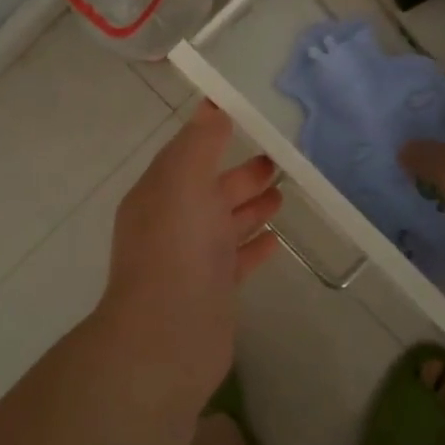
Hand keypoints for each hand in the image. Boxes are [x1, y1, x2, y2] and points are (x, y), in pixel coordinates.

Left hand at [98, 101, 282, 397]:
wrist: (167, 338)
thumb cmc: (176, 249)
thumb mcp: (184, 181)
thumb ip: (200, 143)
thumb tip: (212, 106)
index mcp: (159, 192)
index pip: (187, 153)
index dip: (214, 134)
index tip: (248, 117)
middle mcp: (172, 221)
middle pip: (210, 188)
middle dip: (241, 173)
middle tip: (279, 159)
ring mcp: (192, 258)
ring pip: (225, 222)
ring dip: (251, 206)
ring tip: (284, 192)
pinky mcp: (212, 289)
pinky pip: (237, 258)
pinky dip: (255, 244)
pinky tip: (277, 238)